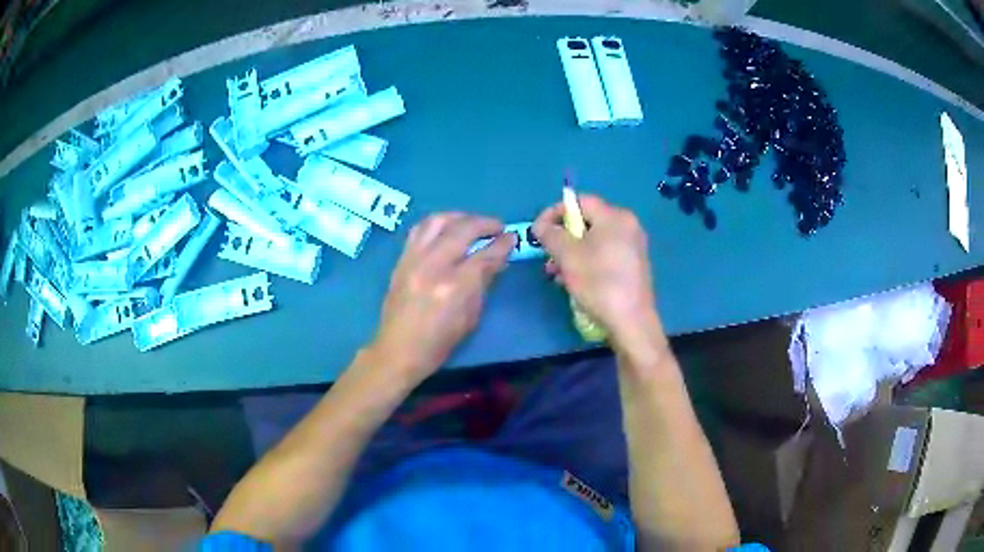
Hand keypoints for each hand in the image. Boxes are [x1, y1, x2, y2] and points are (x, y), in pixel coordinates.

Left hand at [370, 213, 515, 382]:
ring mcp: (413, 260)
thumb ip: (484, 283)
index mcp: (455, 286)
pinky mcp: (401, 260)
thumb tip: (497, 259)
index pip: (485, 254)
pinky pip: (419, 230)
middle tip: (497, 227)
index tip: (512, 237)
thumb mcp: (471, 317)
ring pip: (437, 221)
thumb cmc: (440, 342)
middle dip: (484, 223)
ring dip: (459, 217)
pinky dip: (437, 224)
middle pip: (462, 229)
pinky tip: (446, 229)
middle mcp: (434, 266)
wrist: (399, 350)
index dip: (503, 243)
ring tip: (471, 223)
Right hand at [533, 194, 661, 346]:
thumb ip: (551, 234)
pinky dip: (586, 262)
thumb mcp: (567, 256)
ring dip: (571, 253)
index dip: (554, 212)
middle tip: (547, 255)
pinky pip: (604, 255)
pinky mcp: (633, 266)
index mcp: (615, 216)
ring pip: (594, 241)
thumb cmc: (599, 282)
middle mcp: (628, 226)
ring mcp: (633, 247)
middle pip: (587, 222)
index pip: (579, 201)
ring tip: (556, 273)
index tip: (538, 231)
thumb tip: (541, 225)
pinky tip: (573, 281)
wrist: (631, 321)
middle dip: (562, 237)